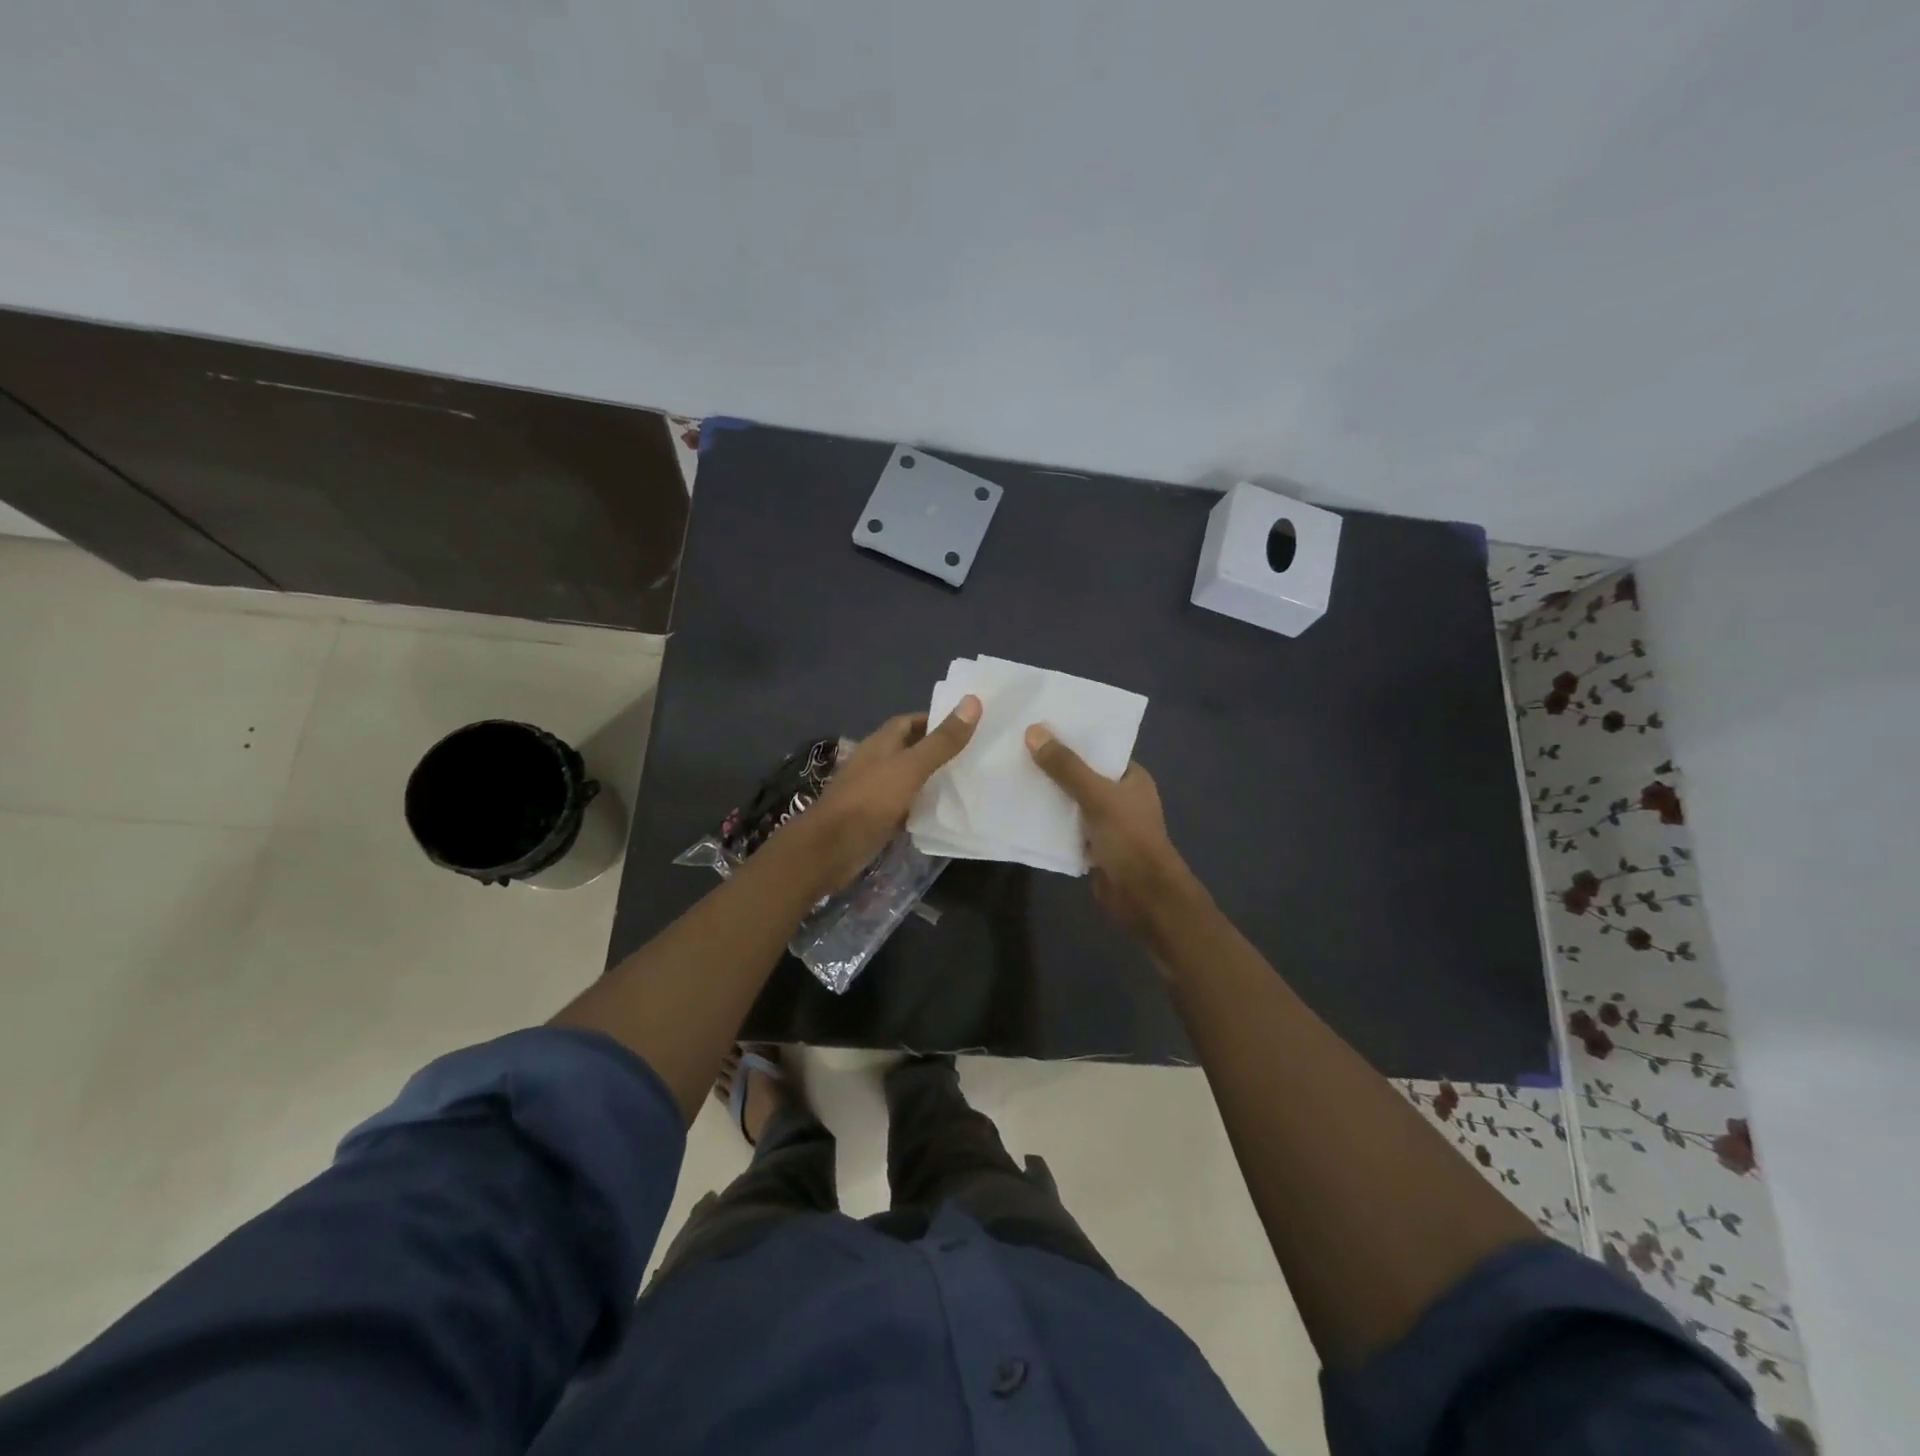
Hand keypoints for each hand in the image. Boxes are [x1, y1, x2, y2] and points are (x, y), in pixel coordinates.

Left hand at [787, 696, 981, 892]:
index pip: (910, 721)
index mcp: (881, 743)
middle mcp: (877, 763)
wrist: (829, 849)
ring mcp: (875, 792)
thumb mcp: (910, 767)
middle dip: (939, 749)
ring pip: (909, 778)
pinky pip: (906, 805)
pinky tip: (946, 811)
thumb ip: (941, 741)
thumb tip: (973, 701)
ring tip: (970, 780)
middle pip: (911, 749)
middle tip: (976, 754)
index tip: (968, 725)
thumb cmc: (869, 801)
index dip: (936, 720)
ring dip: (933, 778)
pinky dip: (924, 805)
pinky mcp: (878, 818)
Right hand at [1024, 725, 1204, 942]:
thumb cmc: (1129, 838)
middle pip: (1082, 774)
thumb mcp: (1096, 795)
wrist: (1143, 897)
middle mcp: (1120, 796)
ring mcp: (1106, 823)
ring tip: (1012, 773)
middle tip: (1016, 747)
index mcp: (1131, 777)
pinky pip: (1066, 827)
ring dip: (1048, 794)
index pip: (1099, 748)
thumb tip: (1033, 731)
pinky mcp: (1092, 846)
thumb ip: (1066, 766)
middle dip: (1053, 765)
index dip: (1072, 737)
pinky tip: (1020, 810)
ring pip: (1071, 801)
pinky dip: (1049, 821)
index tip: (1038, 725)